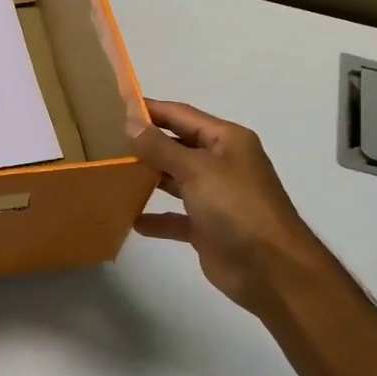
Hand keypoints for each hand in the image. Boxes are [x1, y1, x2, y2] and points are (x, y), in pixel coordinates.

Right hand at [132, 100, 322, 317]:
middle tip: (105, 141)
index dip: (150, 110)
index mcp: (226, 140)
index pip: (181, 115)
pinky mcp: (206, 227)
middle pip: (176, 146)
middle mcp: (221, 163)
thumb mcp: (196, 169)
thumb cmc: (236, 207)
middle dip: (145, 144)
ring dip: (147, 178)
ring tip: (111, 174)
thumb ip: (160, 147)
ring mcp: (214, 196)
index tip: (115, 107)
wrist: (271, 269)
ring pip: (174, 180)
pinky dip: (155, 218)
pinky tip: (130, 219)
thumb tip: (130, 124)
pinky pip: (175, 217)